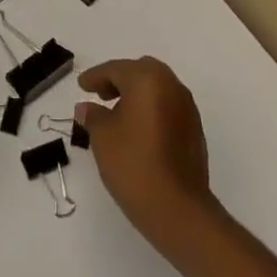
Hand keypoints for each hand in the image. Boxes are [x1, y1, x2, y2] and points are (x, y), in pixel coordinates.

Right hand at [75, 57, 219, 253]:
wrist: (177, 208)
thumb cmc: (133, 164)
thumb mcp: (102, 137)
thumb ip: (93, 116)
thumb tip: (87, 107)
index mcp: (148, 79)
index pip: (116, 69)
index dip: (96, 76)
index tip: (82, 85)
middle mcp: (171, 86)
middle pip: (141, 71)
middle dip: (119, 79)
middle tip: (101, 94)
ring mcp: (187, 108)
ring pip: (157, 88)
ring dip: (137, 94)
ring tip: (117, 114)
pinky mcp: (194, 129)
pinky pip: (168, 107)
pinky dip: (151, 109)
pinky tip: (138, 131)